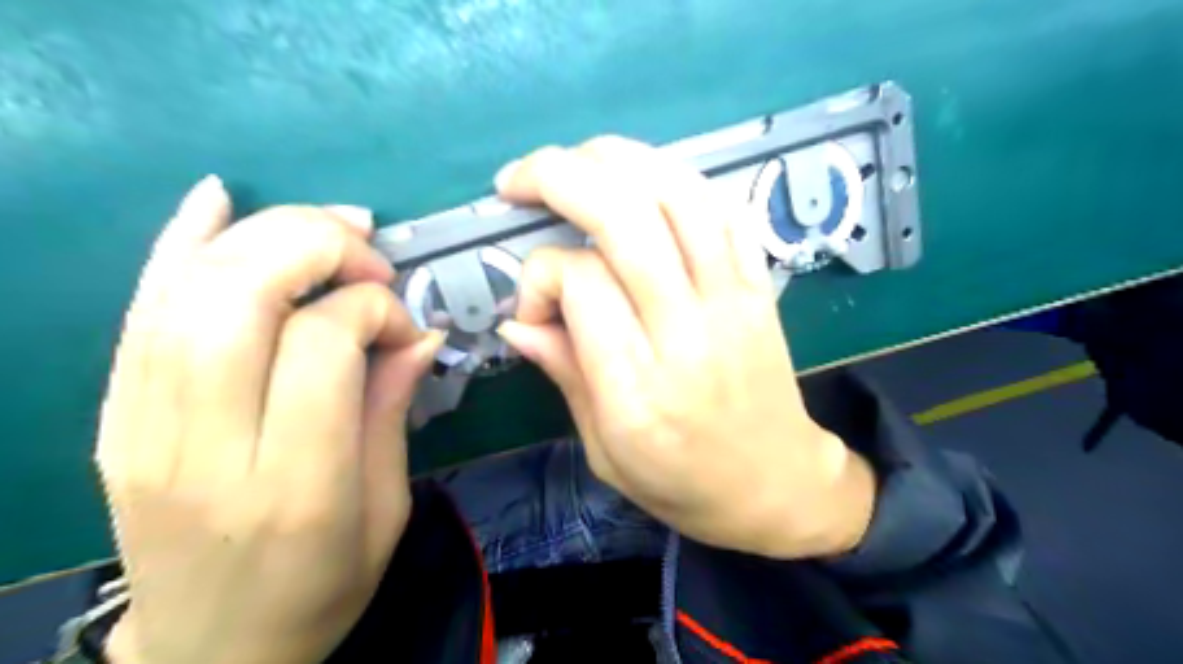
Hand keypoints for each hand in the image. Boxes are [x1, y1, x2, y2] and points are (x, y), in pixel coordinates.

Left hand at [94, 176, 441, 663]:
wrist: (211, 652)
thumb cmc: (323, 587)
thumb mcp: (387, 508)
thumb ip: (393, 410)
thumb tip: (422, 332)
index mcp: (296, 485)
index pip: (320, 344)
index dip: (373, 309)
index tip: (405, 326)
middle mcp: (206, 449)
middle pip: (241, 298)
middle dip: (318, 248)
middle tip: (371, 258)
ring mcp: (142, 431)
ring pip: (188, 291)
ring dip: (267, 234)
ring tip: (332, 227)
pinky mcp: (115, 419)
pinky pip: (140, 311)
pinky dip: (181, 242)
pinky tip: (218, 201)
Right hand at [496, 139, 871, 556]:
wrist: (778, 484)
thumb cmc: (683, 483)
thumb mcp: (604, 451)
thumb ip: (564, 374)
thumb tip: (517, 320)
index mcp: (638, 388)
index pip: (581, 282)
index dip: (540, 275)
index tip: (533, 306)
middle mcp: (687, 331)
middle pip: (625, 216)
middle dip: (559, 176)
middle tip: (518, 179)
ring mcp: (733, 299)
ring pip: (677, 193)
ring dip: (615, 158)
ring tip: (575, 162)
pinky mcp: (761, 284)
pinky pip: (723, 207)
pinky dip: (676, 178)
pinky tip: (641, 182)